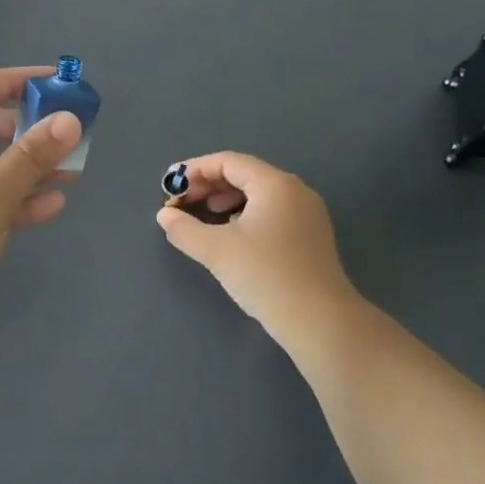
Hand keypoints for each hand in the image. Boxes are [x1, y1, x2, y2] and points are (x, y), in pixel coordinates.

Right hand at [156, 152, 362, 361]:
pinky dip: (245, 213)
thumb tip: (165, 215)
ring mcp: (307, 213)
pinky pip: (271, 211)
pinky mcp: (310, 235)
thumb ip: (184, 228)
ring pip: (258, 194)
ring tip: (203, 215)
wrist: (319, 321)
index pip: (228, 162)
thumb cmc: (265, 275)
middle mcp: (295, 190)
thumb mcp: (215, 250)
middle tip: (181, 202)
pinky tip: (231, 233)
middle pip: (244, 174)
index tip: (170, 187)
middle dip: (208, 185)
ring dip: (225, 199)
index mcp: (274, 184)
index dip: (194, 170)